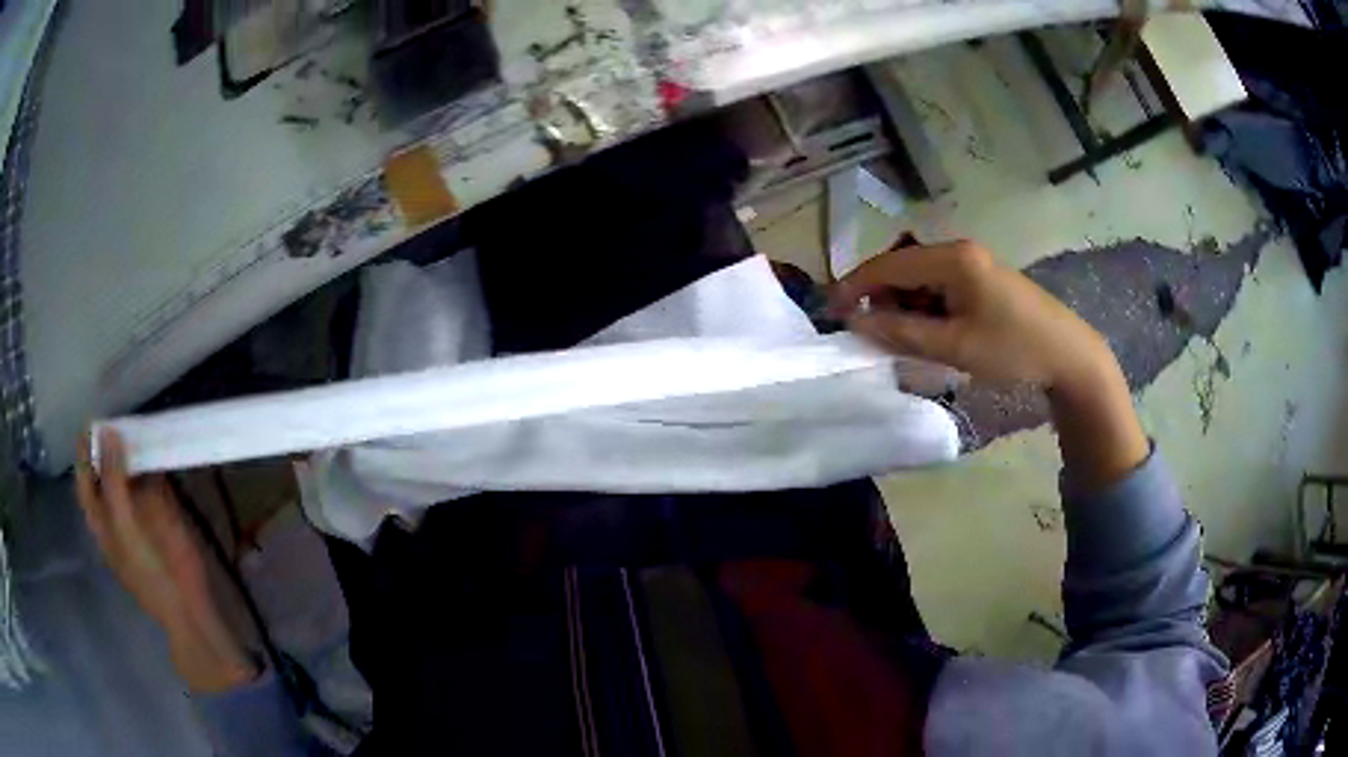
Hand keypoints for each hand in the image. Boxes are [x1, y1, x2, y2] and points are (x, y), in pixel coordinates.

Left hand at [77, 429, 258, 692]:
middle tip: (118, 411)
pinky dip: (152, 455)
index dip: (85, 449)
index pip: (84, 475)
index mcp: (99, 517)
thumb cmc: (149, 573)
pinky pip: (151, 473)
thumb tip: (109, 431)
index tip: (93, 420)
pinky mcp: (160, 505)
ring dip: (131, 444)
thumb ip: (114, 482)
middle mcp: (113, 505)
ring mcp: (137, 505)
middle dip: (109, 440)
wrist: (187, 603)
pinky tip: (156, 437)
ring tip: (137, 417)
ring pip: (128, 465)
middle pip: (105, 465)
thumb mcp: (125, 528)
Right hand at [831, 240, 1112, 390]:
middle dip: (880, 298)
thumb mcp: (955, 346)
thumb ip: (902, 333)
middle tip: (870, 334)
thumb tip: (857, 323)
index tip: (830, 312)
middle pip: (903, 268)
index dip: (855, 286)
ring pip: (919, 279)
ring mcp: (972, 263)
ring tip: (904, 339)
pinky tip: (931, 333)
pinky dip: (925, 309)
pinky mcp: (981, 279)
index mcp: (953, 259)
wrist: (1069, 355)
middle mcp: (959, 251)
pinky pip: (939, 288)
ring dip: (904, 306)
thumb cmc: (1014, 350)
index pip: (889, 265)